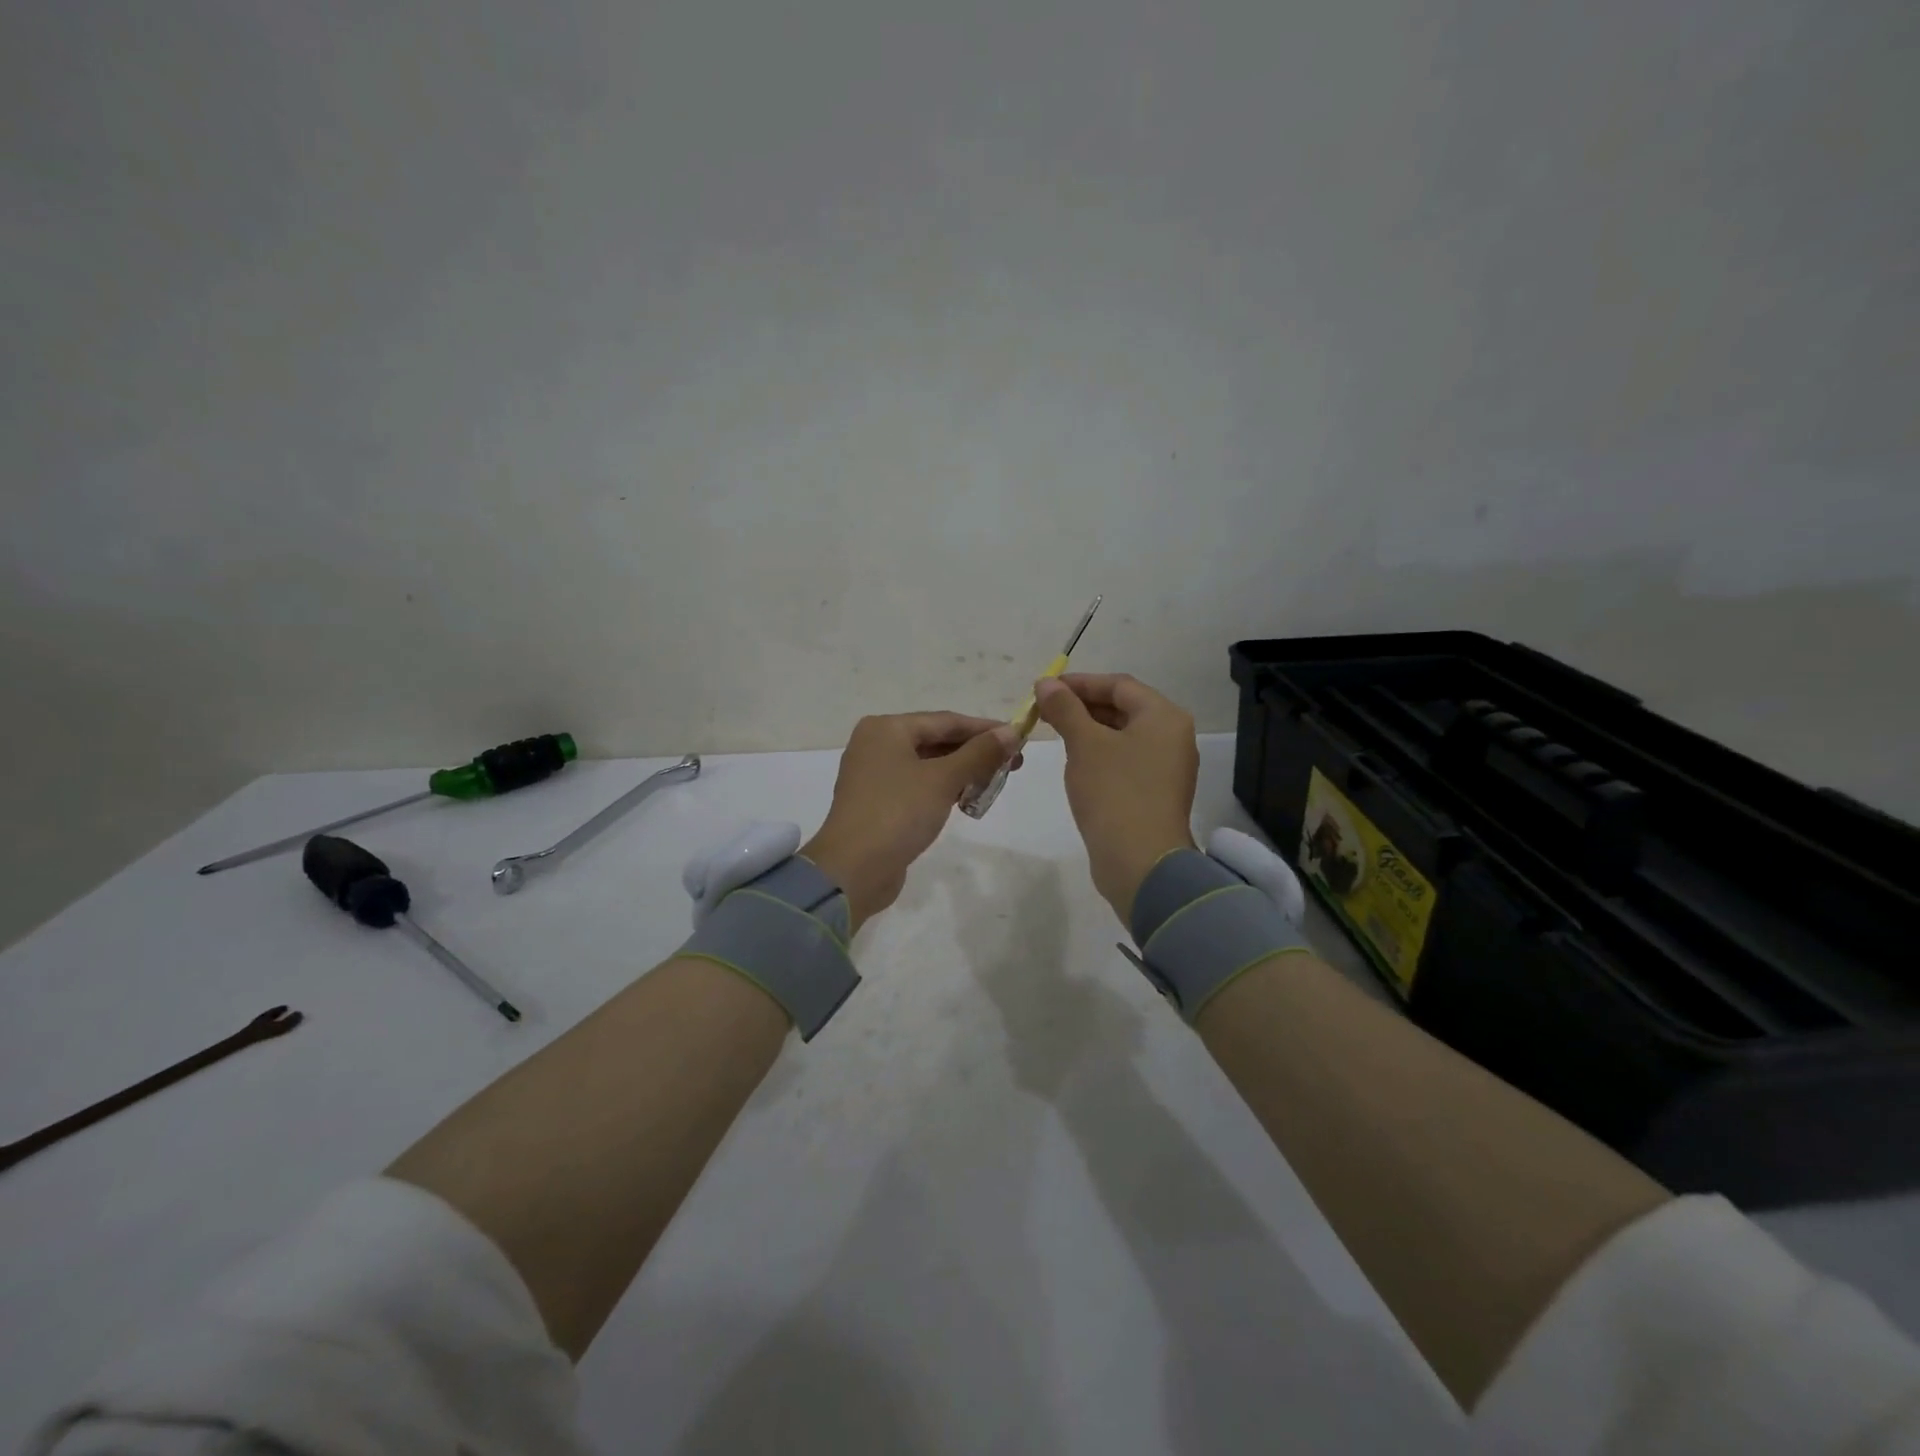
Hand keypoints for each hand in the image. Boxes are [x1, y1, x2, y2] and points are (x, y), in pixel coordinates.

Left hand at [801, 713, 1019, 931]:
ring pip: (928, 764)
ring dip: (962, 771)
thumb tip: (1012, 732)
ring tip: (996, 781)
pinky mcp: (879, 803)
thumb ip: (979, 753)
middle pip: (936, 740)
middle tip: (1014, 763)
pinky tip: (968, 798)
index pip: (945, 720)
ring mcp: (875, 775)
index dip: (985, 729)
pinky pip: (918, 785)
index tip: (1019, 737)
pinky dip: (944, 788)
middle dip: (975, 752)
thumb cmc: (897, 813)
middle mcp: (876, 745)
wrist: (853, 870)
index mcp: (886, 728)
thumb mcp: (943, 779)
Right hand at [1034, 673, 1198, 922]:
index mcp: (1164, 717)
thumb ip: (1065, 709)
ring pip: (1123, 735)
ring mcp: (1167, 767)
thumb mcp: (1084, 744)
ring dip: (1088, 729)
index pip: (1119, 685)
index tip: (1044, 688)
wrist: (1141, 862)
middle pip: (1123, 708)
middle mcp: (1173, 737)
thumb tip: (1046, 683)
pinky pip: (1125, 760)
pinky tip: (1075, 761)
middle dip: (1082, 705)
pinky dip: (1099, 753)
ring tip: (1054, 732)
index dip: (1079, 682)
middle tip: (1044, 710)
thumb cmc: (1114, 793)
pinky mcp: (1155, 793)